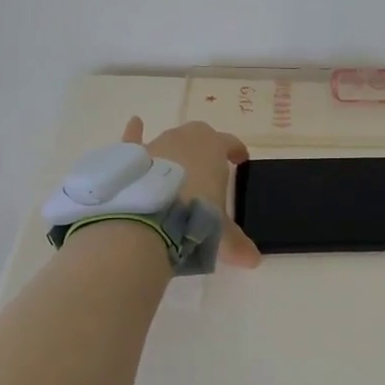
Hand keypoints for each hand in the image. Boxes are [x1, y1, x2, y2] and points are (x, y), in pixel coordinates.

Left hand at [122, 116, 261, 268]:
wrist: (145, 217)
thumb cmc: (194, 215)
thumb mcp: (220, 231)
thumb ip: (235, 243)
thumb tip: (253, 261)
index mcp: (214, 148)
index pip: (230, 143)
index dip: (236, 151)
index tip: (240, 160)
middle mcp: (186, 139)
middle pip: (200, 136)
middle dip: (205, 148)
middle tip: (208, 168)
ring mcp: (156, 144)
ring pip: (170, 140)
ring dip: (175, 150)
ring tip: (176, 169)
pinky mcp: (131, 157)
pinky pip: (134, 139)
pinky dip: (134, 132)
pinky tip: (135, 123)